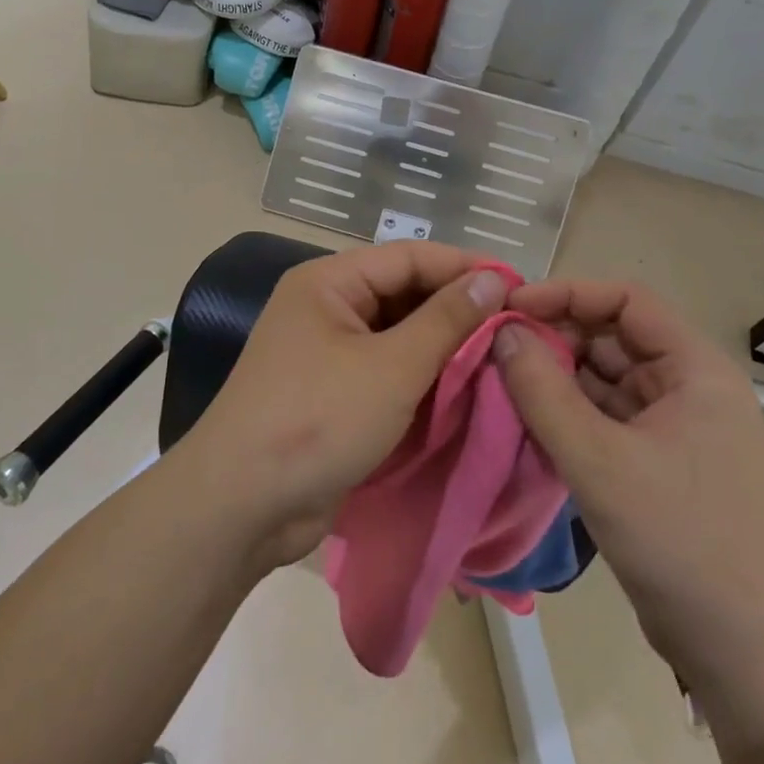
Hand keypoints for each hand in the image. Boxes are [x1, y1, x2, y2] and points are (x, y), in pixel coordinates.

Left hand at [180, 242, 508, 568]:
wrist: (242, 505)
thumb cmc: (317, 420)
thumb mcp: (392, 367)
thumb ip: (446, 320)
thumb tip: (492, 278)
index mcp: (330, 281)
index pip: (410, 257)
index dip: (465, 268)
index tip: (521, 288)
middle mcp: (327, 306)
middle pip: (404, 293)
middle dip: (457, 309)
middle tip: (517, 329)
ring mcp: (328, 351)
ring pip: (399, 334)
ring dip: (444, 346)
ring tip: (502, 357)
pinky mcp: (334, 391)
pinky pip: (388, 369)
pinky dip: (423, 377)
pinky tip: (466, 388)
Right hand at [494, 280, 763, 681]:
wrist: (741, 653)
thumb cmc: (678, 540)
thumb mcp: (598, 461)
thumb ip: (542, 391)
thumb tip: (502, 330)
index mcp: (696, 369)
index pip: (626, 301)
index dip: (567, 294)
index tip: (512, 308)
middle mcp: (689, 386)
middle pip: (612, 337)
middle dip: (555, 339)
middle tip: (496, 351)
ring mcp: (674, 425)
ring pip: (604, 378)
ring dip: (556, 378)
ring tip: (501, 382)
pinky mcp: (658, 460)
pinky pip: (605, 416)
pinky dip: (568, 414)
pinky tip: (527, 420)